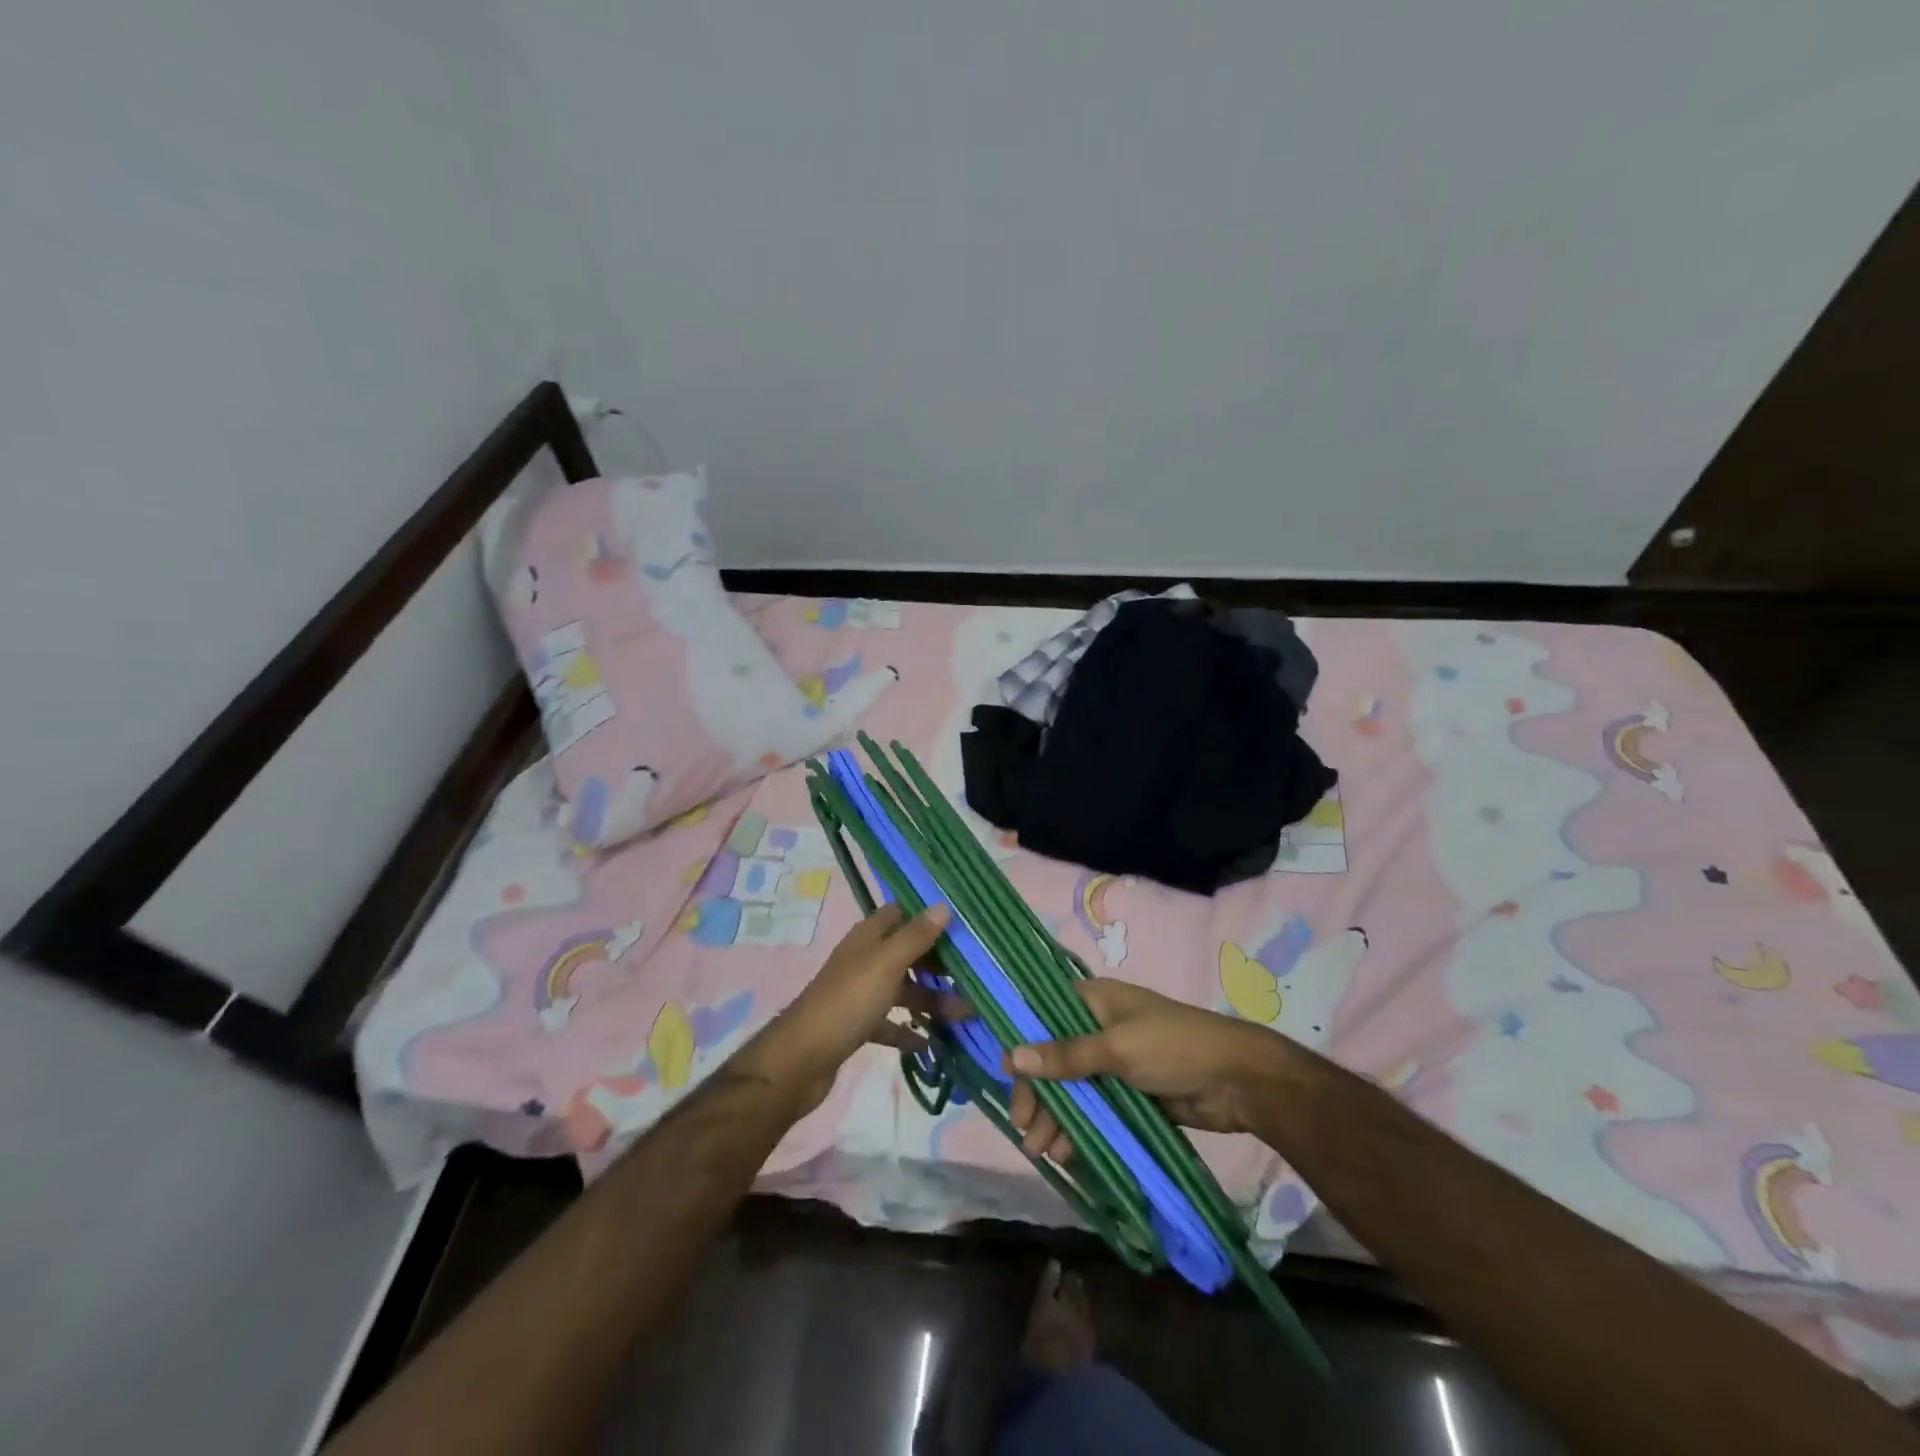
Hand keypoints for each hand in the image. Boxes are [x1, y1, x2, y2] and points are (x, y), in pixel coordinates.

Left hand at [732, 904, 957, 1116]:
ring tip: (964, 1013)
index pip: (901, 914)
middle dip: (937, 963)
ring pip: (902, 989)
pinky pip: (890, 1022)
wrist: (801, 1059)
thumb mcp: (886, 964)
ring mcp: (860, 993)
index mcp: (868, 938)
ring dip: (930, 999)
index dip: (928, 917)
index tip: (962, 926)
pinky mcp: (857, 1024)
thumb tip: (943, 906)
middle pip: (906, 953)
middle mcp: (864, 960)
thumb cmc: (847, 1002)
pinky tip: (930, 1042)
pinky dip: (908, 1030)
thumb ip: (915, 937)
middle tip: (972, 974)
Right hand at [1005, 979, 1290, 1160]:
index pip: (1042, 1013)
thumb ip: (1066, 1056)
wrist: (1238, 1081)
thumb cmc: (1174, 1046)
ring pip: (1071, 1087)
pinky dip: (1078, 1128)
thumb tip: (1013, 1057)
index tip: (1000, 1072)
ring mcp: (1113, 1061)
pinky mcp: (1128, 1092)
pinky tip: (1067, 1153)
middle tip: (1024, 1127)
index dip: (1019, 1039)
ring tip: (1042, 1151)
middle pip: (1053, 1056)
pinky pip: (1093, 1109)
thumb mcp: (1117, 1048)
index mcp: (1094, 1000)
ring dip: (1055, 1116)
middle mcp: (1098, 1026)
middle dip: (1037, 1092)